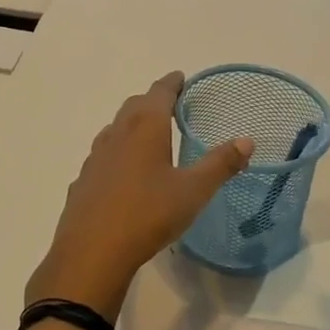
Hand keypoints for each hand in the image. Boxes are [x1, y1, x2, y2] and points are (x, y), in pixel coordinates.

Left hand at [29, 72, 253, 321]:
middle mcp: (117, 134)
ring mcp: (95, 158)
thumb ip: (220, 164)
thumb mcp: (193, 191)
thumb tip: (246, 141)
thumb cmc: (148, 214)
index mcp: (145, 128)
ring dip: (131, 125)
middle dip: (151, 101)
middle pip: (134, 106)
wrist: (92, 252)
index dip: (171, 83)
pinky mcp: (83, 182)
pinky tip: (122, 173)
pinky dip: (116, 153)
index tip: (180, 77)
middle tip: (168, 105)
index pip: (159, 93)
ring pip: (114, 130)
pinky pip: (102, 157)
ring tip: (147, 135)